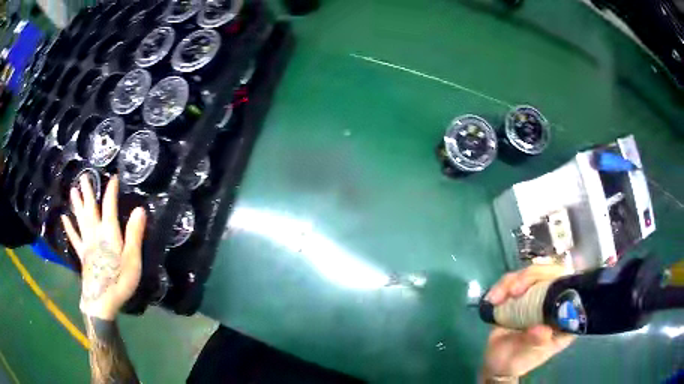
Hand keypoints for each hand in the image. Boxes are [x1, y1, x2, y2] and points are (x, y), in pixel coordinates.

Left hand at [61, 174, 146, 319]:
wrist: (101, 302)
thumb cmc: (119, 281)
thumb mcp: (132, 260)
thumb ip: (134, 235)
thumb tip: (140, 209)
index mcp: (109, 233)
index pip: (109, 206)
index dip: (111, 191)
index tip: (113, 176)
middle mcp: (95, 234)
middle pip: (90, 209)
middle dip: (88, 192)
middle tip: (83, 176)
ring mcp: (86, 244)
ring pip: (80, 219)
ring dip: (77, 204)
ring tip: (73, 190)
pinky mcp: (82, 256)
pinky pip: (74, 238)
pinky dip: (69, 228)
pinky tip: (64, 218)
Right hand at [481, 265, 575, 380]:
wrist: (497, 363)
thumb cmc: (517, 361)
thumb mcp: (527, 356)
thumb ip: (536, 343)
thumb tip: (542, 330)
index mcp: (565, 316)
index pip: (571, 288)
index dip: (558, 280)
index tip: (539, 288)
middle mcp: (555, 301)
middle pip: (551, 273)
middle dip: (531, 277)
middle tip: (513, 290)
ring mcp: (538, 296)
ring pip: (532, 273)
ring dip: (512, 281)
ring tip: (496, 298)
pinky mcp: (522, 294)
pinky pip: (515, 279)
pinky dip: (502, 285)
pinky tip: (492, 298)